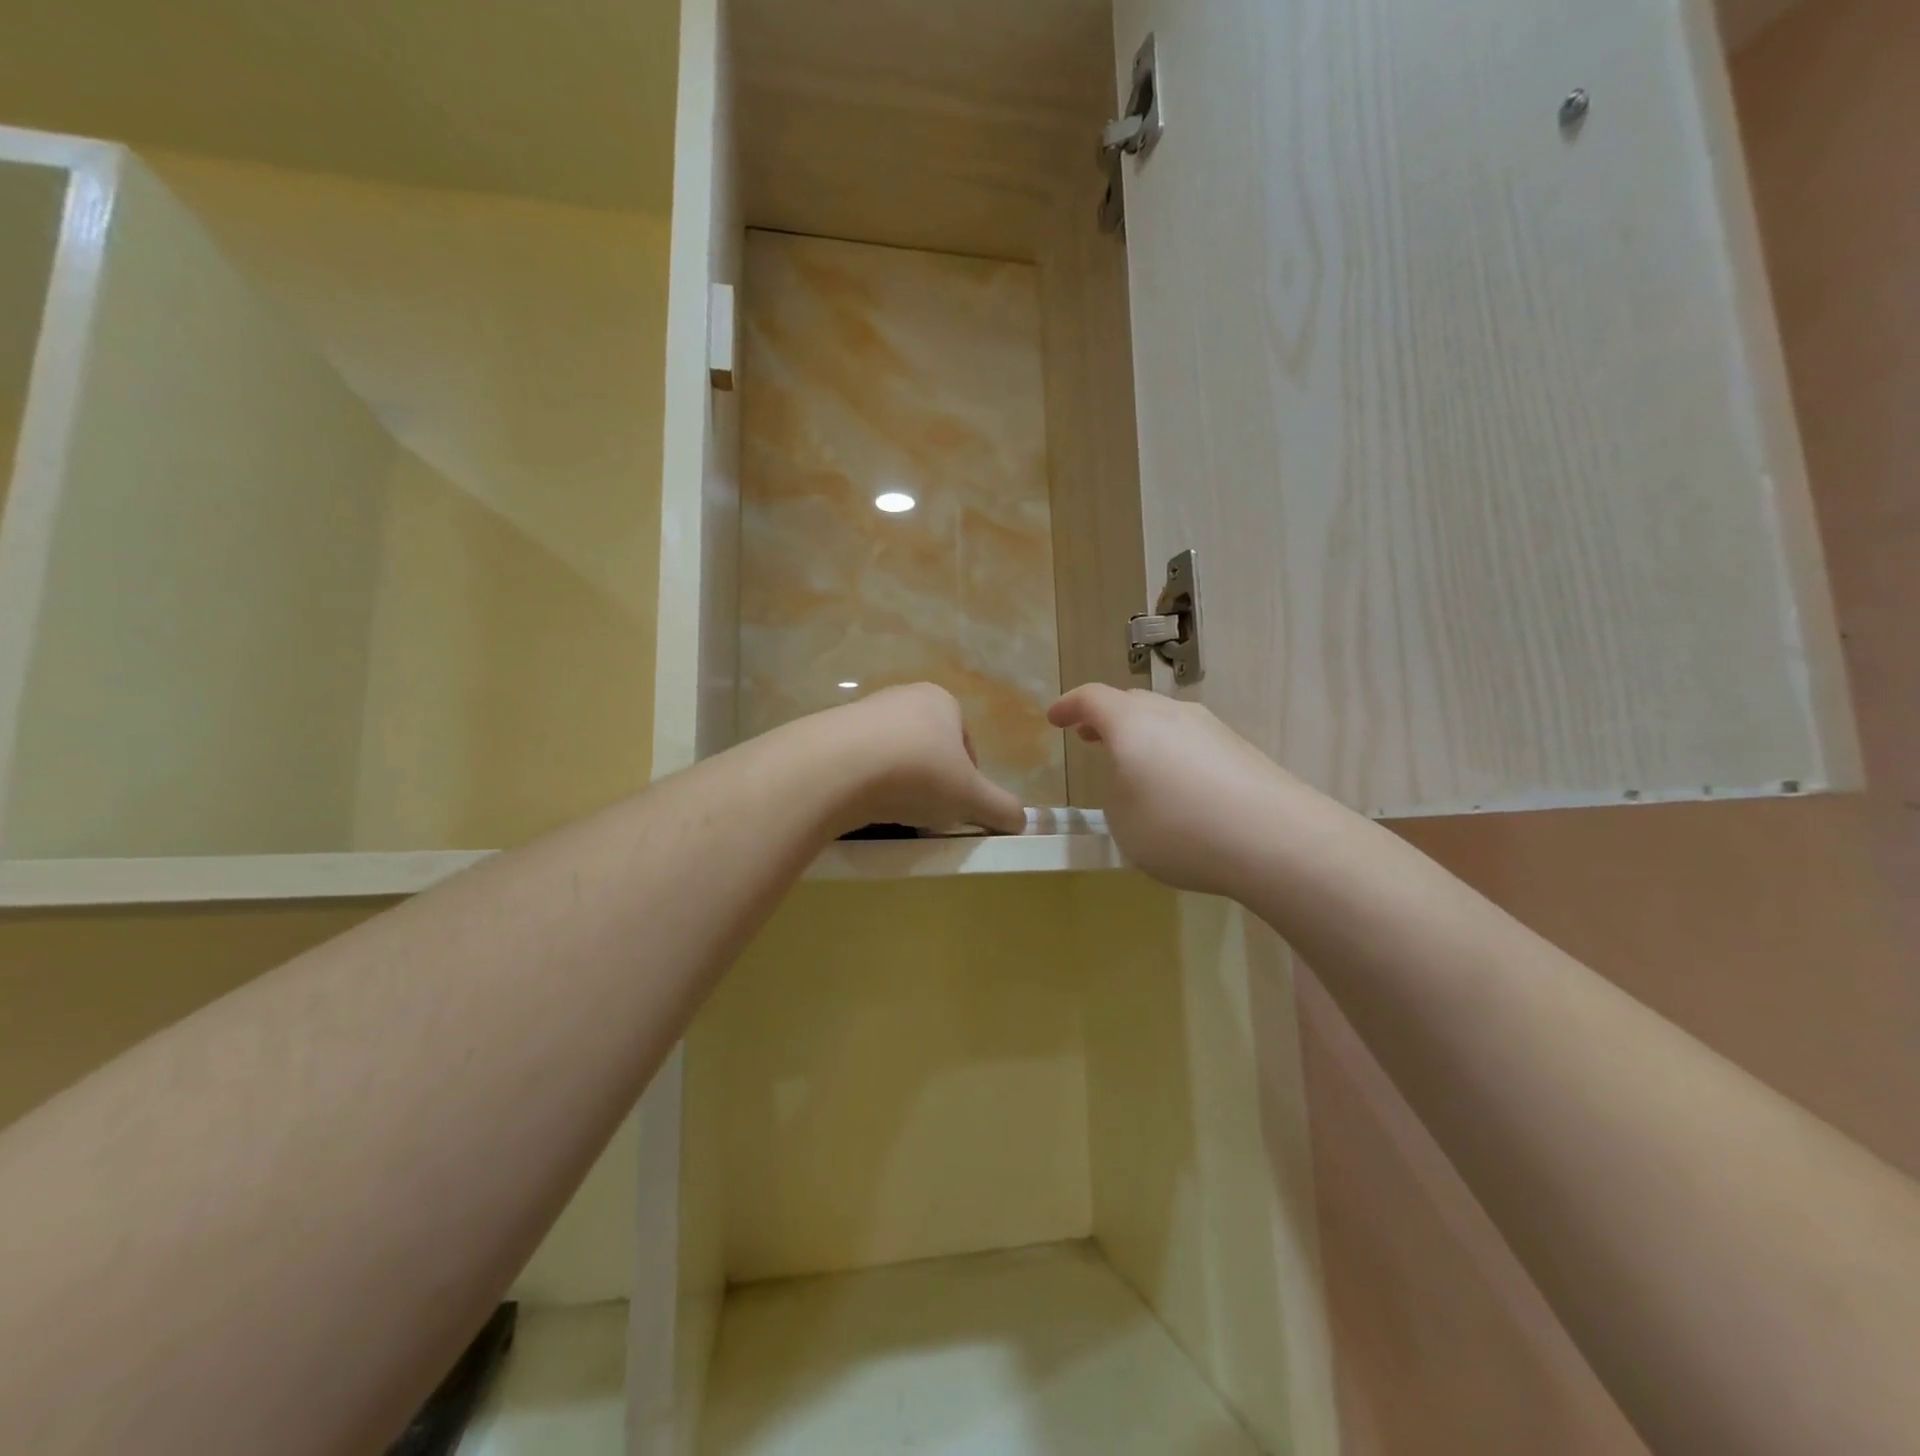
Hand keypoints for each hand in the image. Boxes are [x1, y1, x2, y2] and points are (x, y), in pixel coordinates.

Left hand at [830, 684, 1026, 834]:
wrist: (836, 767)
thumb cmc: (918, 774)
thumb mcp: (971, 798)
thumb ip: (1002, 808)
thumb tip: (1022, 821)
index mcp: (942, 701)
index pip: (965, 744)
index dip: (967, 781)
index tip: (957, 809)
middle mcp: (902, 697)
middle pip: (928, 750)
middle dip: (931, 784)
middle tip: (927, 816)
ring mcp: (862, 712)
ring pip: (892, 757)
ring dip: (898, 785)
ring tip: (893, 815)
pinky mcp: (829, 733)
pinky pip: (858, 764)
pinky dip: (865, 785)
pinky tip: (861, 808)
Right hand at [1049, 684, 1307, 898]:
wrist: (1276, 839)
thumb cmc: (1179, 828)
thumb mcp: (1123, 822)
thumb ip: (1117, 794)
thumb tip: (1134, 782)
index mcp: (1132, 722)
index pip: (1091, 698)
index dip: (1069, 706)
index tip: (1054, 718)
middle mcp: (1171, 714)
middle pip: (1131, 703)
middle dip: (1107, 718)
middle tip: (1092, 737)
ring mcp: (1211, 728)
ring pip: (1165, 721)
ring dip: (1143, 737)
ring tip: (1135, 765)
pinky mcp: (1241, 750)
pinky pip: (1193, 743)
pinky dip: (1174, 755)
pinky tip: (1180, 789)